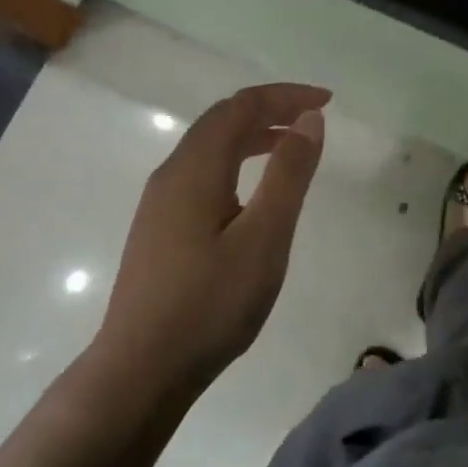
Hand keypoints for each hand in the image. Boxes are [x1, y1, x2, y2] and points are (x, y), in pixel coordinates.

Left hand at [94, 83, 329, 401]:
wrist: (140, 371)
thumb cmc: (210, 304)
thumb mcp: (265, 237)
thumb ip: (289, 173)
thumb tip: (309, 119)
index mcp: (195, 168)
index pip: (241, 107)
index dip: (285, 96)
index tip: (327, 101)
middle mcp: (172, 174)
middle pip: (221, 120)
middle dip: (270, 109)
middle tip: (313, 118)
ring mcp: (160, 203)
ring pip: (209, 147)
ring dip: (252, 134)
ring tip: (291, 145)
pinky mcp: (159, 228)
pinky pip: (202, 173)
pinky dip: (235, 161)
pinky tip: (252, 192)